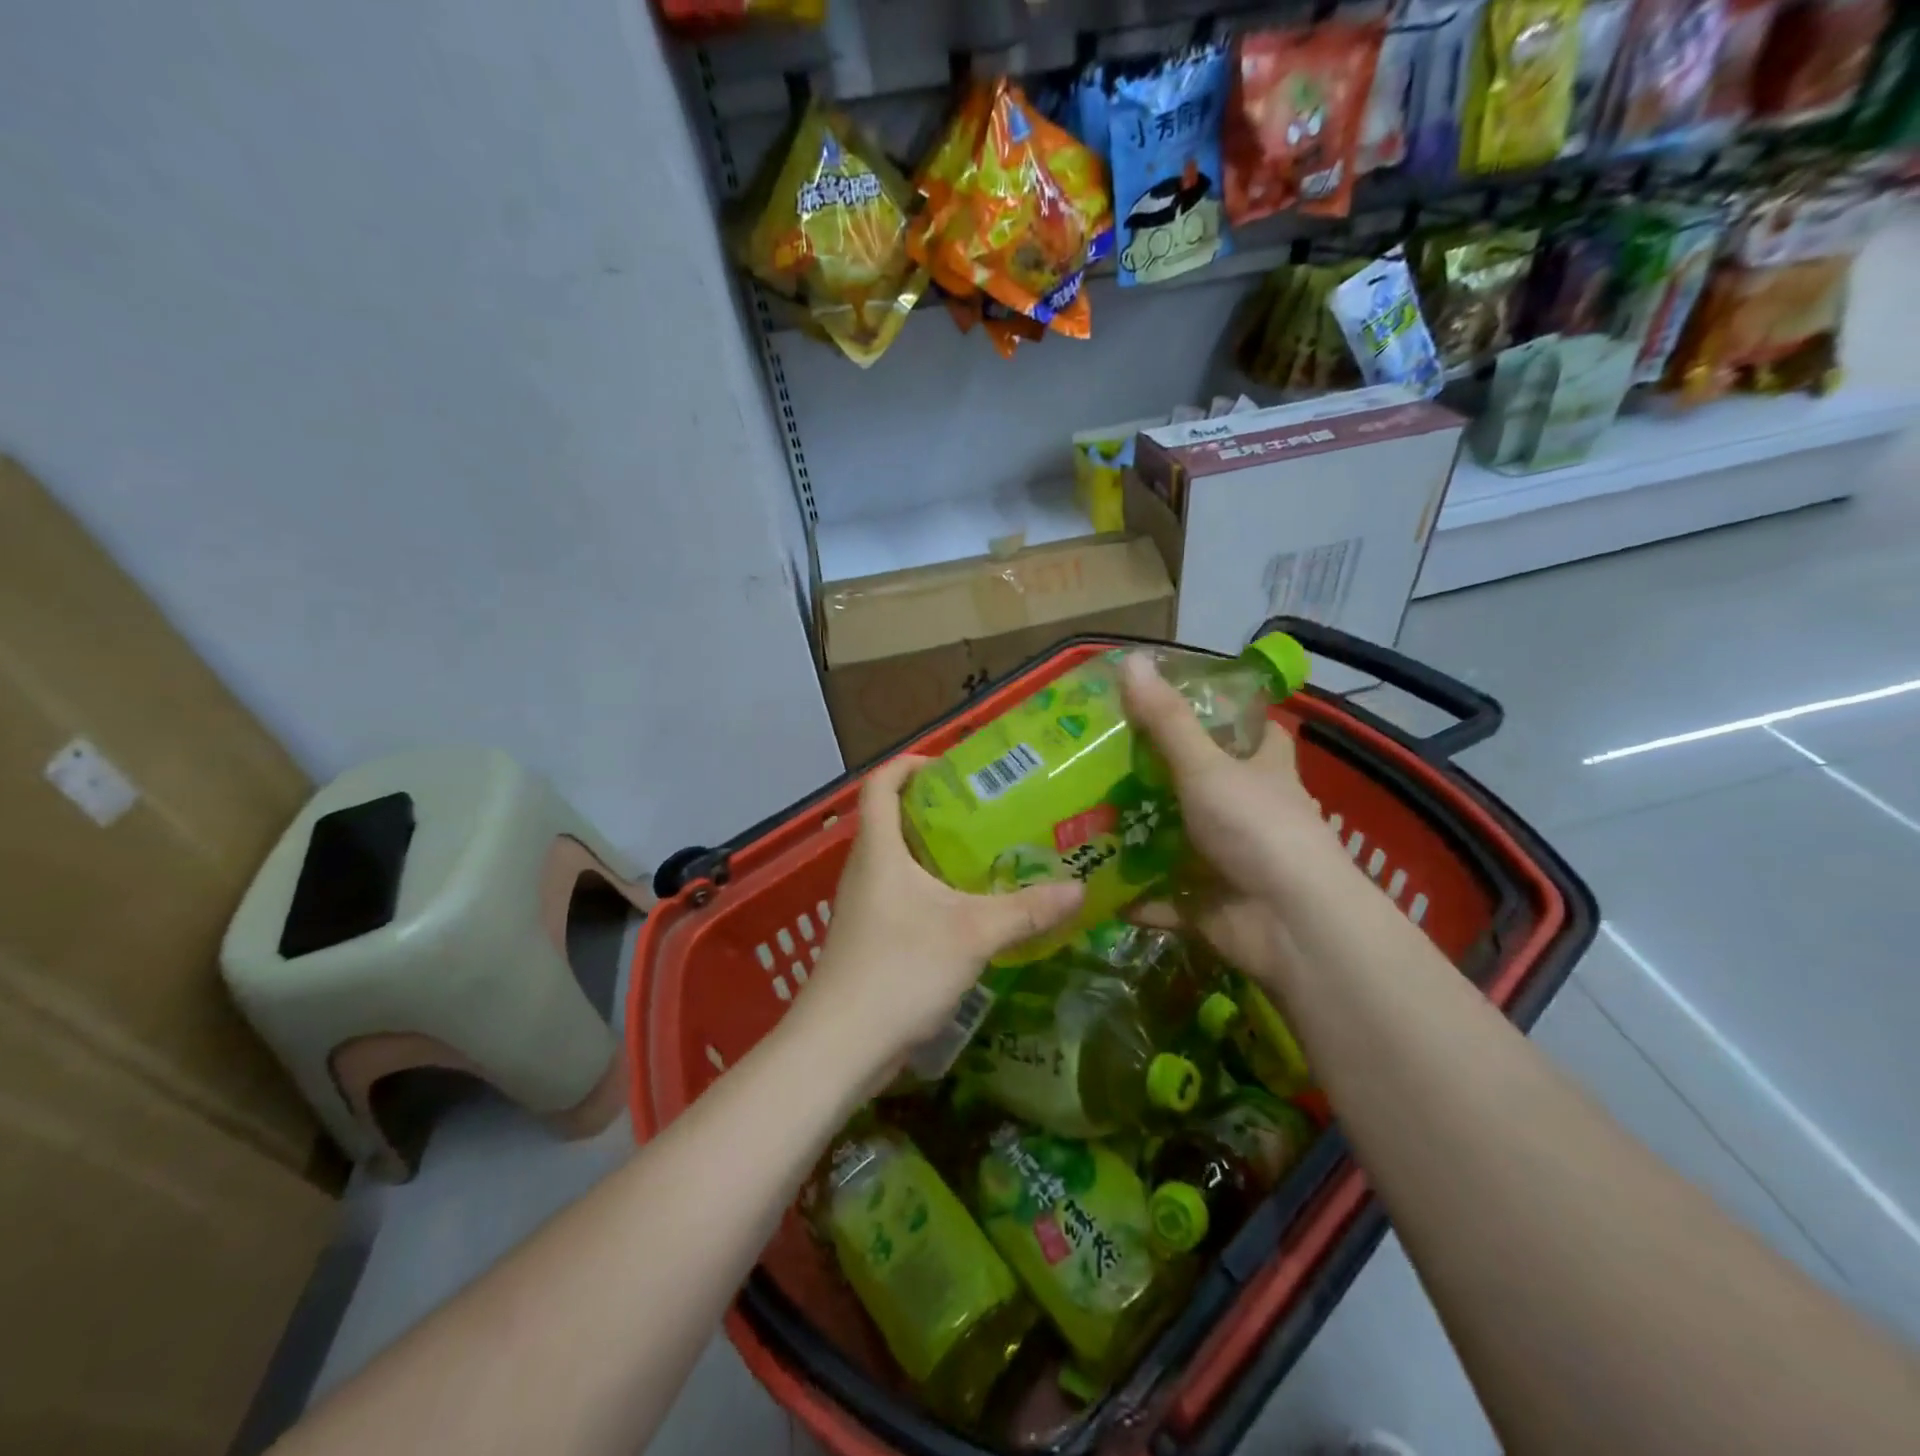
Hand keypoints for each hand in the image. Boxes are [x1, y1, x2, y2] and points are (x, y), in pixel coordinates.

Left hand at [794, 756, 1082, 1080]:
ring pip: (902, 861)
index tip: (954, 768)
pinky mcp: (872, 938)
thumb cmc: (900, 969)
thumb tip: (1079, 888)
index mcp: (879, 849)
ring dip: (940, 853)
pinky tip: (972, 909)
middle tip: (991, 811)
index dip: (911, 764)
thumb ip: (1027, 910)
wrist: (841, 1046)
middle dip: (940, 809)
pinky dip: (935, 890)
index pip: (881, 783)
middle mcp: (866, 869)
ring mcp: (866, 906)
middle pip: (896, 819)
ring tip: (991, 854)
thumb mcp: (973, 935)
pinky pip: (905, 896)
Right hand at [1119, 651, 1339, 985]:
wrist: (1291, 925)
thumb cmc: (1257, 829)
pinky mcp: (1210, 905)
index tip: (1175, 704)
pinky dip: (1135, 897)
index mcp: (1264, 770)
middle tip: (1102, 760)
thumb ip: (1166, 721)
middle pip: (1204, 785)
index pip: (1255, 730)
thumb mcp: (1207, 767)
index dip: (1226, 715)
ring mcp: (1229, 860)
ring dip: (1140, 837)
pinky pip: (1164, 898)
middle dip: (1159, 777)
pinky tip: (1093, 885)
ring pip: (1179, 842)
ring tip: (1083, 817)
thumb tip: (1130, 658)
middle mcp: (1250, 812)